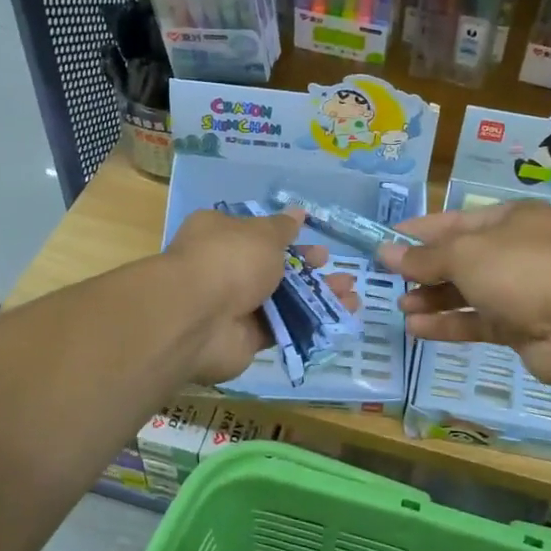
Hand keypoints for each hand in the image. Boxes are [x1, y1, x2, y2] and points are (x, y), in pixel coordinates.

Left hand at [164, 208, 357, 384]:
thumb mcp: (262, 234)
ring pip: (283, 299)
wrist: (198, 319)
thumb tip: (297, 212)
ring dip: (317, 296)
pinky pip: (283, 327)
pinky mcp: (245, 338)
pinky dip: (311, 323)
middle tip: (337, 269)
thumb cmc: (230, 260)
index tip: (314, 241)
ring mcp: (234, 306)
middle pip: (273, 268)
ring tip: (352, 295)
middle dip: (308, 269)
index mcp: (220, 235)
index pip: (256, 234)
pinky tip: (341, 318)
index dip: (288, 238)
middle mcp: (224, 268)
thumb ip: (283, 228)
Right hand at [379, 201, 550, 389]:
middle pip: (461, 258)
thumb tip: (385, 251)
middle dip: (424, 269)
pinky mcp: (521, 328)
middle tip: (388, 279)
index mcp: (511, 219)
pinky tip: (416, 329)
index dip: (420, 231)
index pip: (456, 221)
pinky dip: (448, 324)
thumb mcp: (465, 254)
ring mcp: (521, 291)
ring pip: (468, 292)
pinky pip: (477, 322)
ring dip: (433, 299)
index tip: (386, 241)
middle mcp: (517, 251)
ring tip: (400, 306)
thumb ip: (424, 257)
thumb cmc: (521, 271)